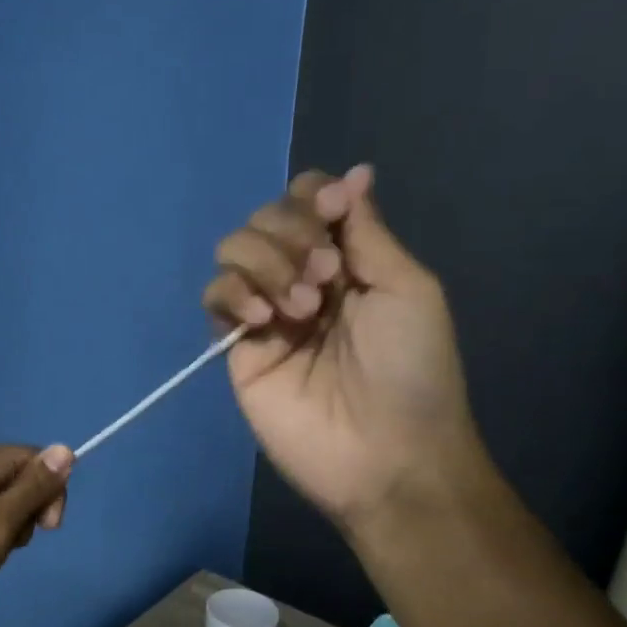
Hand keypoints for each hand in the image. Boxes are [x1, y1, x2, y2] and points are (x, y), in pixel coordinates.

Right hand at [202, 165, 481, 538]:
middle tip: (325, 278)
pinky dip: (234, 294)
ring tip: (300, 308)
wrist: (384, 453)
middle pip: (266, 218)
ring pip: (234, 250)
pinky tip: (264, 322)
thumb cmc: (411, 370)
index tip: (331, 213)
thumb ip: (367, 232)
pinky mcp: (237, 348)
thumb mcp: (406, 288)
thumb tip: (354, 174)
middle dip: (292, 234)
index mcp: (348, 261)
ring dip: (266, 263)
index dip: (311, 197)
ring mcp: (267, 313)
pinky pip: (215, 297)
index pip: (309, 202)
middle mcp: (303, 278)